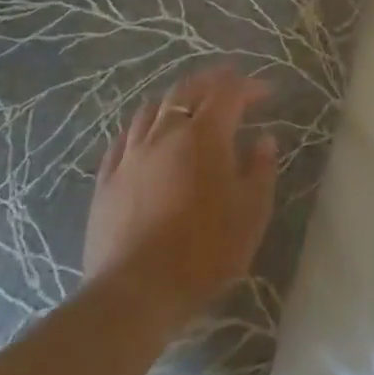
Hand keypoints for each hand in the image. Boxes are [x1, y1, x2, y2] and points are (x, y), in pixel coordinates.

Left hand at [83, 66, 278, 325]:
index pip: (229, 93)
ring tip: (188, 104)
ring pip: (150, 109)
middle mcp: (165, 134)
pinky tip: (146, 134)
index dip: (249, 86)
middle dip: (211, 80)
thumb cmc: (204, 251)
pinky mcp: (106, 181)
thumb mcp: (251, 212)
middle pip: (186, 91)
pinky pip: (123, 139)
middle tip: (229, 80)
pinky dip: (142, 126)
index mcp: (205, 136)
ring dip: (175, 99)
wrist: (134, 294)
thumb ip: (261, 170)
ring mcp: (131, 156)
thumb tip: (264, 140)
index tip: (267, 92)